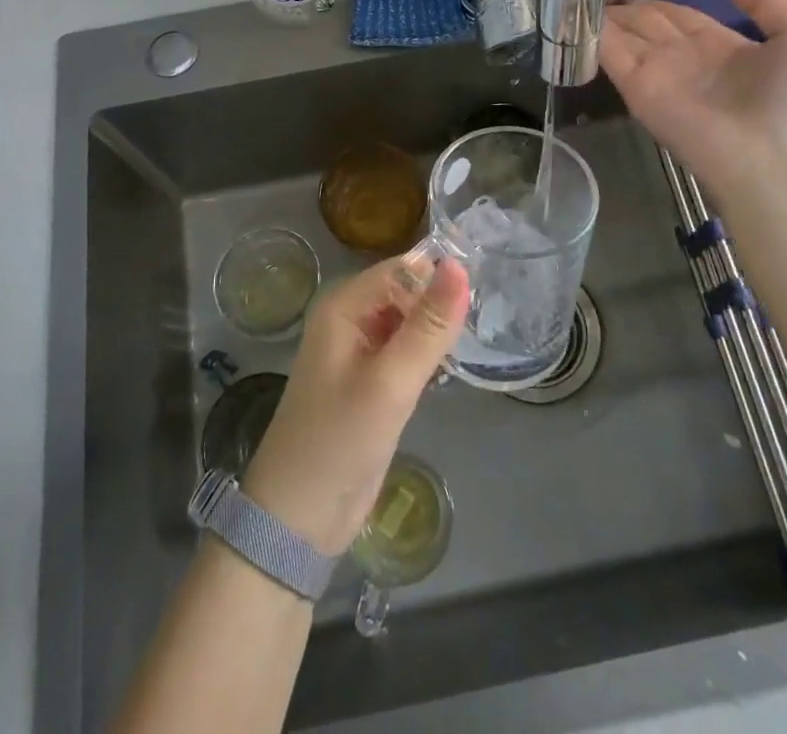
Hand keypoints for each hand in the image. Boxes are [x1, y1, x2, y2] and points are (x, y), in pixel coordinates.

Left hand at [241, 255, 469, 555]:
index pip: (401, 269)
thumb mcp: (391, 382)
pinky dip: (426, 357)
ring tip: (477, 339)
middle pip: (405, 292)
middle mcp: (348, 320)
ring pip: (407, 323)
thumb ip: (428, 326)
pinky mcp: (369, 383)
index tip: (486, 287)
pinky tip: (450, 368)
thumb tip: (460, 267)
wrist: (299, 520)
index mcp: (342, 306)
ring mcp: (358, 352)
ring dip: (435, 332)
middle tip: (487, 318)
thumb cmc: (340, 440)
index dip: (439, 275)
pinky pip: (404, 352)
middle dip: (439, 304)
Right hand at [600, 0, 786, 188]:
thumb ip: (765, 1)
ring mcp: (658, 74)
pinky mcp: (638, 89)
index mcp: (718, 46)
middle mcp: (683, 58)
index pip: (677, 16)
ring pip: (622, 36)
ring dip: (602, 17)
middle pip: (644, 24)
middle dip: (623, 9)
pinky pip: (610, 55)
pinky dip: (590, 35)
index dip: (654, 3)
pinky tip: (572, 13)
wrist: (775, 161)